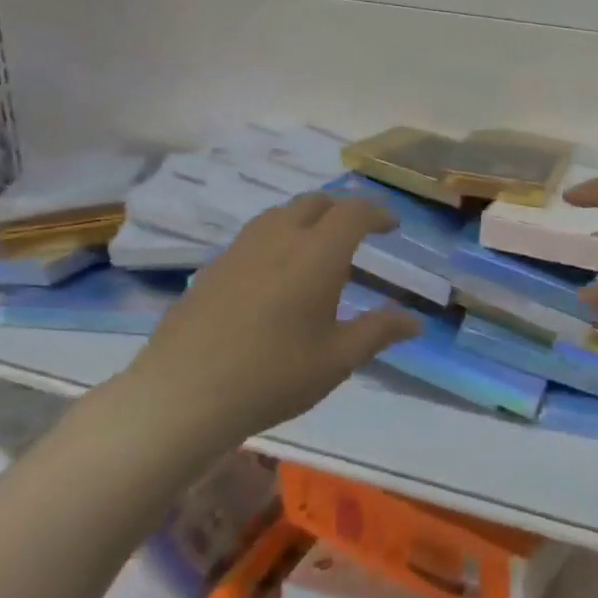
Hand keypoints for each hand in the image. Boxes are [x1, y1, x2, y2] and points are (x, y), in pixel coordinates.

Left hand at [120, 194, 419, 453]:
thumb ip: (379, 331)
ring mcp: (240, 249)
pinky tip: (276, 275)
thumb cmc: (274, 375)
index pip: (354, 212)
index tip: (392, 226)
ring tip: (318, 249)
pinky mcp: (213, 268)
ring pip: (280, 214)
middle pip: (315, 202)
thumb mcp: (338, 359)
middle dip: (342, 210)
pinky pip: (255, 236)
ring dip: (307, 219)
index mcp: (317, 253)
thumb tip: (414, 320)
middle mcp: (279, 238)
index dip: (378, 213)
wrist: (183, 394)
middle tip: (359, 233)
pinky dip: (278, 238)